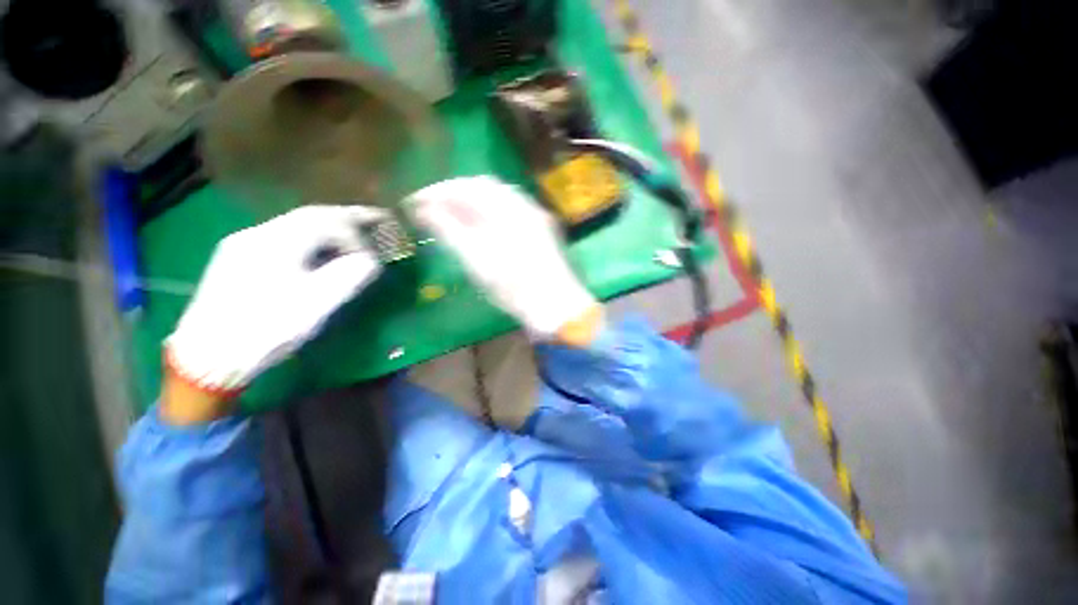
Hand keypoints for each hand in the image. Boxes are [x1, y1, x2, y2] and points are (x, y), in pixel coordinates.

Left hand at [163, 206, 385, 415]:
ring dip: (329, 228)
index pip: (325, 221)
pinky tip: (319, 252)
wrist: (208, 356)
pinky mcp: (238, 258)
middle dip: (346, 219)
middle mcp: (257, 234)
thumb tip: (370, 261)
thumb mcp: (314, 306)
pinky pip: (283, 237)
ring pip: (296, 225)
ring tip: (353, 237)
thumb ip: (347, 277)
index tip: (372, 257)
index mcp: (276, 243)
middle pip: (310, 216)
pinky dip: (310, 239)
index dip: (356, 234)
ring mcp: (244, 244)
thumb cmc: (265, 330)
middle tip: (375, 220)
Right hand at [408, 176, 601, 341]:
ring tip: (451, 216)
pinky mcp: (541, 229)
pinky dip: (489, 213)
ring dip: (472, 203)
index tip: (416, 201)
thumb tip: (423, 208)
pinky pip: (510, 210)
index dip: (439, 191)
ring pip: (498, 198)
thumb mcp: (478, 261)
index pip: (469, 186)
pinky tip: (479, 226)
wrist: (557, 307)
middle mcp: (526, 205)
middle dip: (455, 194)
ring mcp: (537, 216)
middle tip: (432, 208)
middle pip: (485, 187)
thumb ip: (449, 230)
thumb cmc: (516, 288)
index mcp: (511, 209)